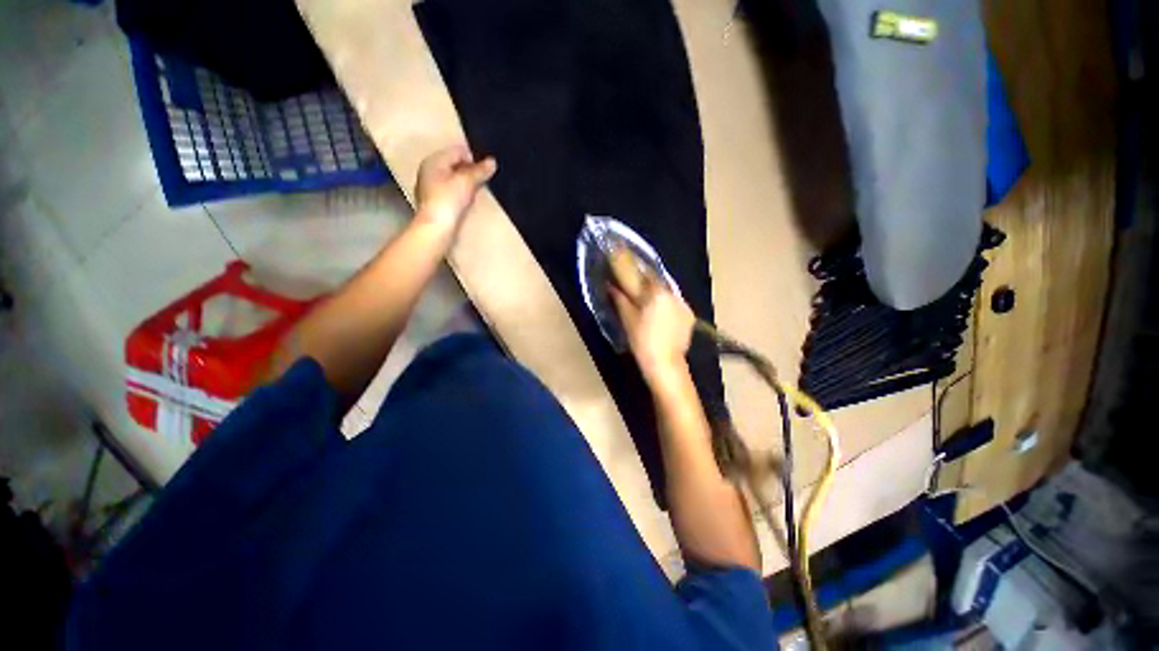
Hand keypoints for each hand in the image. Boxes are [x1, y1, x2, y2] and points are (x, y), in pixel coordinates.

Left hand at [414, 145, 496, 235]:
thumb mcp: (467, 182)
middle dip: (470, 171)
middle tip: (482, 182)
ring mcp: (430, 187)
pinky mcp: (435, 202)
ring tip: (475, 193)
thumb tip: (492, 161)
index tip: (485, 172)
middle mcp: (429, 170)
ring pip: (454, 179)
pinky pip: (451, 191)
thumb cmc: (449, 200)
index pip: (458, 151)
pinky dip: (460, 194)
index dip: (474, 159)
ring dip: (466, 184)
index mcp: (434, 160)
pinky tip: (466, 203)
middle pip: (455, 165)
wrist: (436, 228)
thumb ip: (480, 171)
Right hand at [609, 276, 694, 388]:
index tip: (627, 267)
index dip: (635, 269)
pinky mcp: (689, 315)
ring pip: (667, 292)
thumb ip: (620, 299)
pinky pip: (675, 303)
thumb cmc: (642, 341)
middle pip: (657, 281)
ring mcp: (683, 304)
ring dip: (656, 292)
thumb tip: (610, 286)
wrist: (665, 363)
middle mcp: (673, 294)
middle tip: (635, 285)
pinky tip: (659, 313)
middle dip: (646, 281)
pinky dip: (666, 304)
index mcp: (657, 292)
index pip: (645, 273)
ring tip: (647, 300)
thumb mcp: (627, 319)